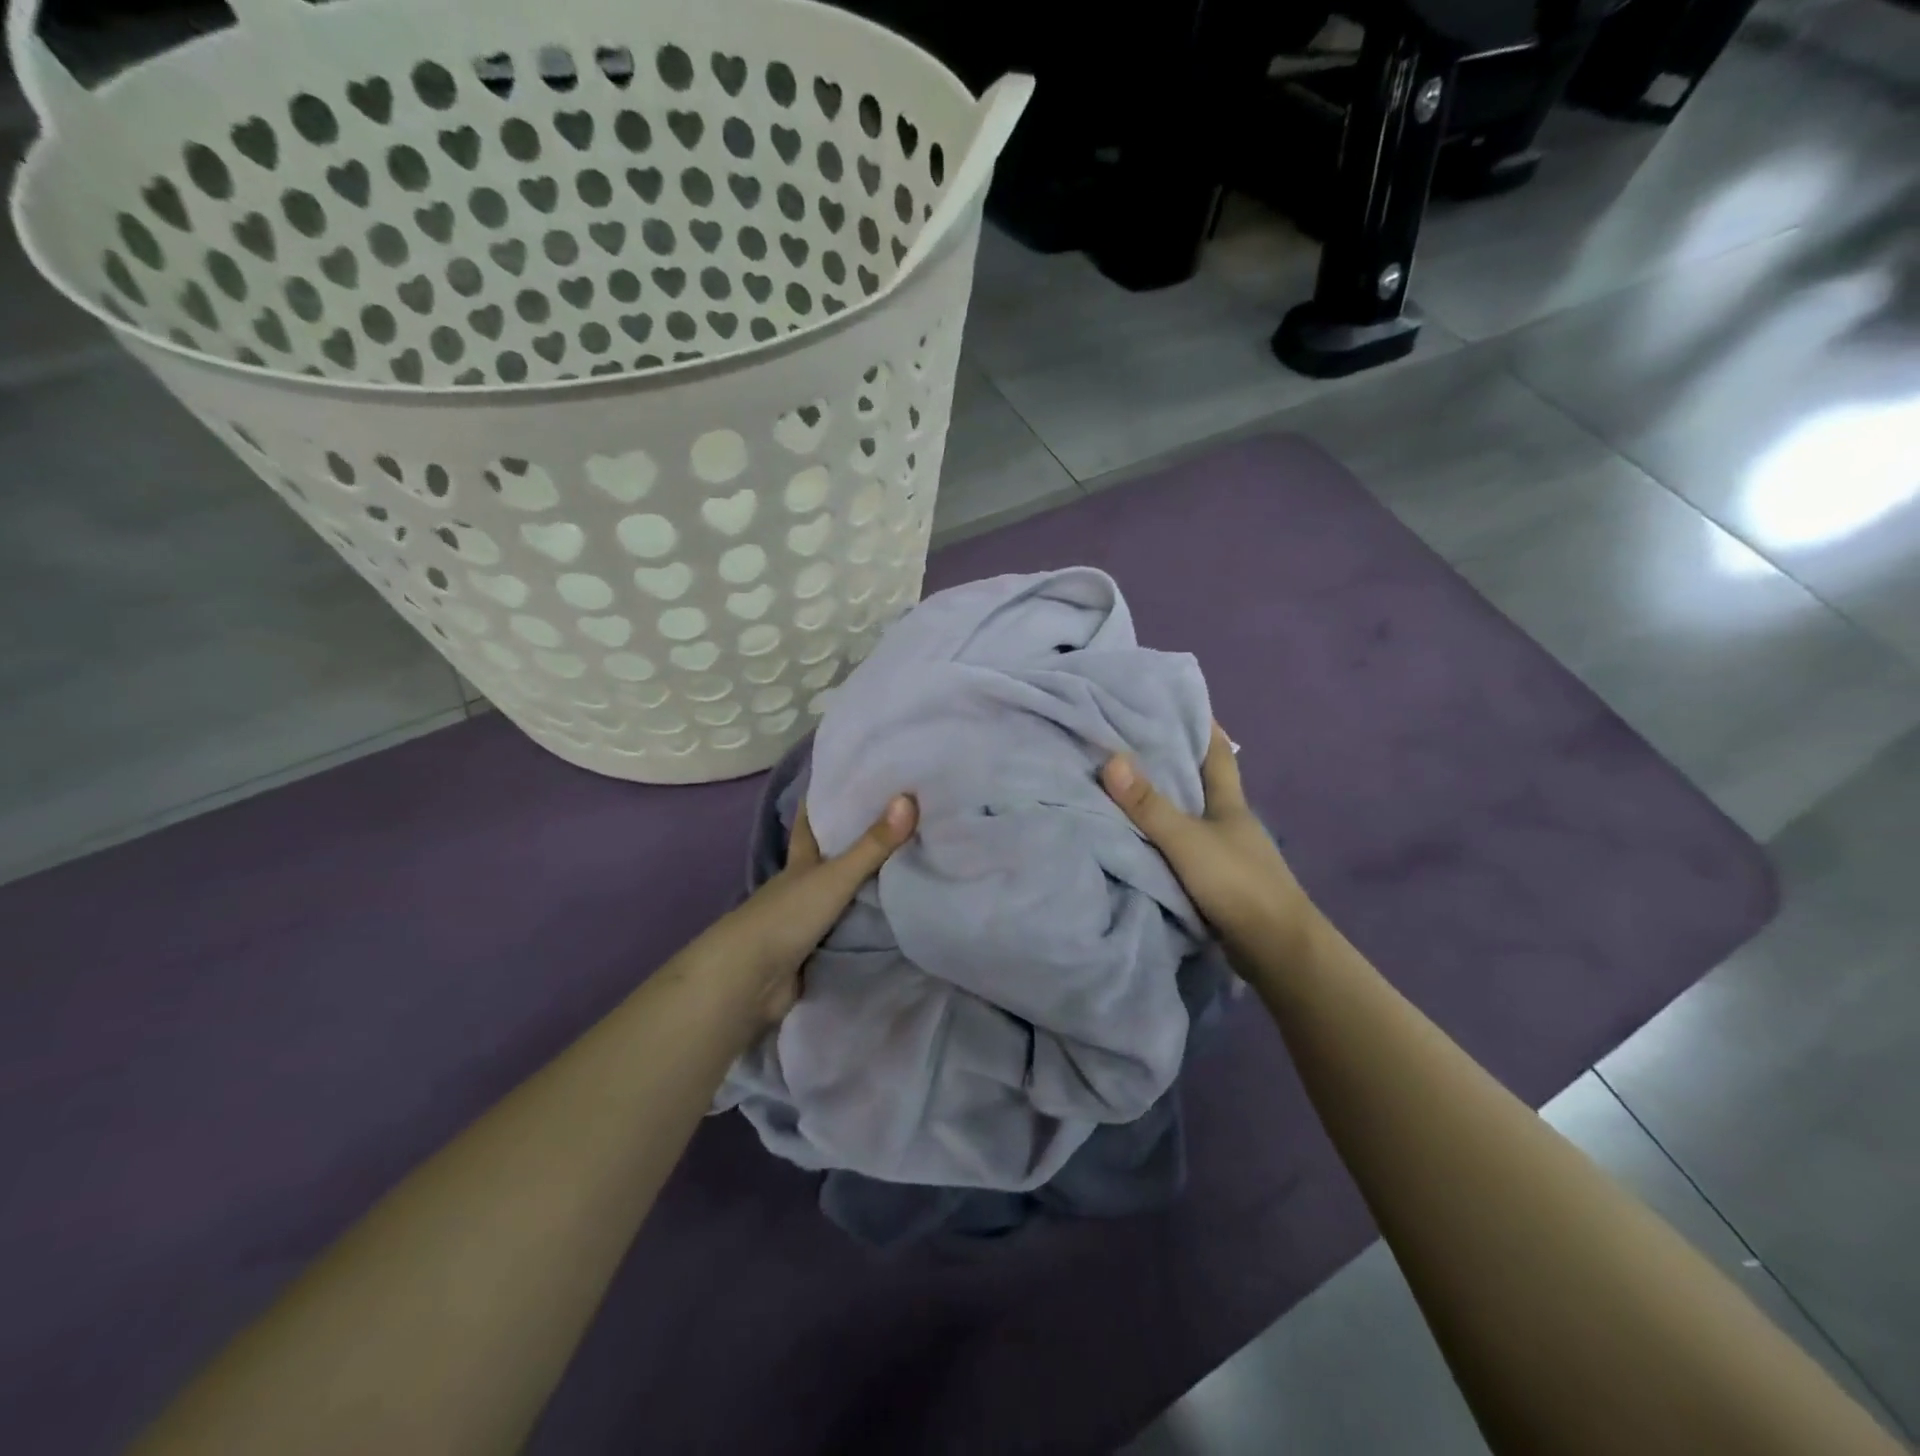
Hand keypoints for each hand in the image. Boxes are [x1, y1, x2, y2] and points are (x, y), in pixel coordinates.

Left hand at [679, 794, 917, 1029]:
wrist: (751, 981)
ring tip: (906, 864)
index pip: (809, 823)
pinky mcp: (815, 952)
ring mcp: (806, 920)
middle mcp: (801, 886)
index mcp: (800, 862)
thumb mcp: (835, 876)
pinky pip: (848, 929)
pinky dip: (867, 923)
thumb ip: (873, 845)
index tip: (845, 780)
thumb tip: (909, 798)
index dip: (821, 802)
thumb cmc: (787, 916)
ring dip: (865, 884)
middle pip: (828, 858)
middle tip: (893, 821)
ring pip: (840, 894)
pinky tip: (893, 916)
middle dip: (853, 843)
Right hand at [1101, 724, 1317, 984]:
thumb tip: (1110, 758)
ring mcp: (1227, 852)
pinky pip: (1185, 847)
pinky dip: (1166, 837)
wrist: (1276, 949)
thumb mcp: (1186, 840)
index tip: (1178, 703)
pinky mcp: (1219, 881)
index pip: (1219, 753)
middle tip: (1134, 740)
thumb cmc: (1236, 883)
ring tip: (1128, 785)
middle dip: (1176, 760)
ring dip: (1168, 801)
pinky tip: (1142, 837)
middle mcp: (1230, 821)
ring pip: (1193, 816)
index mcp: (1230, 803)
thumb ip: (1148, 805)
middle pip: (1203, 781)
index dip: (1203, 726)